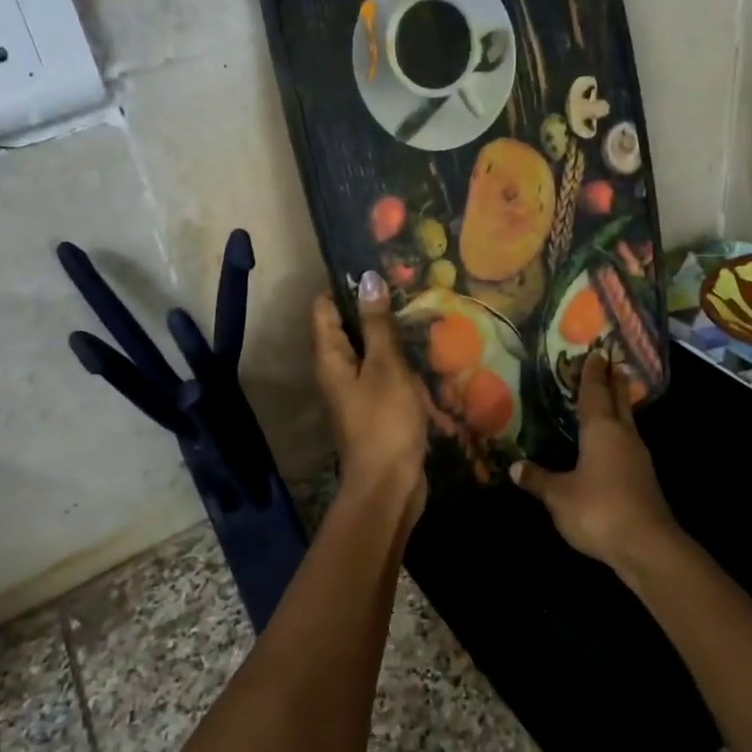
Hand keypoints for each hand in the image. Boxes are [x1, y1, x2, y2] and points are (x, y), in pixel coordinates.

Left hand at [312, 272, 429, 511]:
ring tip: (422, 311)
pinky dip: (402, 361)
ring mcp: (357, 389)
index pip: (324, 306)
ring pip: (371, 349)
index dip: (344, 284)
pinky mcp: (377, 405)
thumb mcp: (385, 367)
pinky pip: (386, 372)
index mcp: (330, 356)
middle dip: (374, 307)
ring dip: (392, 334)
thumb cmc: (385, 421)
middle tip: (407, 284)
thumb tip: (367, 280)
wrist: (389, 484)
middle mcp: (337, 369)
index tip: (375, 266)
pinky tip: (427, 352)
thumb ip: (377, 324)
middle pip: (348, 326)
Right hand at [512, 350, 678, 572]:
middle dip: (614, 382)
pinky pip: (628, 445)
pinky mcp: (643, 479)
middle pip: (619, 402)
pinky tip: (611, 444)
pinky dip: (619, 434)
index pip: (595, 393)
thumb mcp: (558, 495)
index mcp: (602, 431)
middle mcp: (624, 437)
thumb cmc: (598, 509)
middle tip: (613, 363)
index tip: (595, 352)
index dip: (592, 374)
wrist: (646, 546)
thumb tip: (515, 467)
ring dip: (619, 407)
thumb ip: (538, 479)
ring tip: (610, 398)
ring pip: (627, 422)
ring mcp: (638, 459)